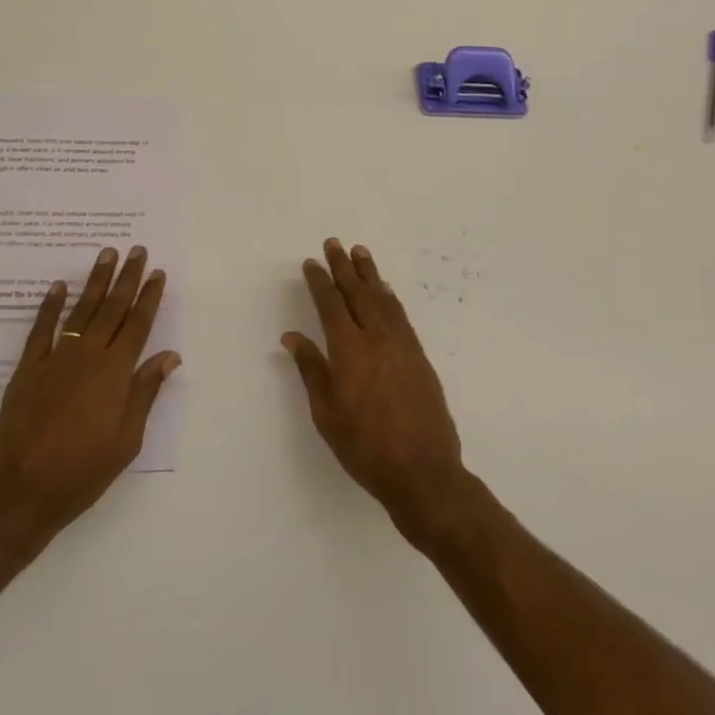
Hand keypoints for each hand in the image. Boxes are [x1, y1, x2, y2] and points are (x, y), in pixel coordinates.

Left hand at [0, 246, 178, 551]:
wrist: (18, 493)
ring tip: (106, 255)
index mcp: (115, 374)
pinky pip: (41, 329)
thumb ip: (145, 393)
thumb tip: (169, 356)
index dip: (149, 297)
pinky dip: (50, 306)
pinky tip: (59, 286)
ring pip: (80, 310)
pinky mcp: (27, 369)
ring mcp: (55, 359)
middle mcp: (87, 357)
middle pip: (112, 309)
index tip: (158, 273)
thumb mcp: (125, 442)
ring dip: (95, 281)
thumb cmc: (81, 474)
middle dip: (127, 278)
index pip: (138, 325)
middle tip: (136, 251)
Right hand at [283, 239, 470, 541]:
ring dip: (370, 274)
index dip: (320, 282)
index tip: (311, 263)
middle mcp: (376, 338)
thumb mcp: (327, 413)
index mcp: (349, 350)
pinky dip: (390, 298)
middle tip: (335, 243)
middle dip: (344, 267)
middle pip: (358, 293)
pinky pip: (401, 316)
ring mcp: (402, 345)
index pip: (330, 305)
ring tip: (360, 253)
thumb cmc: (365, 447)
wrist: (423, 471)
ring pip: (383, 299)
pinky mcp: (419, 357)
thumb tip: (292, 337)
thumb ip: (312, 370)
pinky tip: (385, 291)